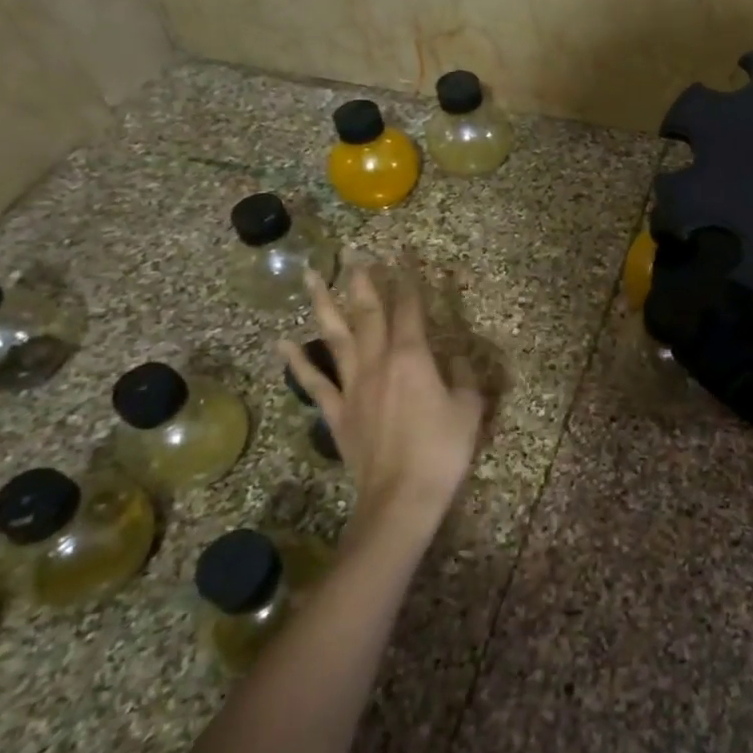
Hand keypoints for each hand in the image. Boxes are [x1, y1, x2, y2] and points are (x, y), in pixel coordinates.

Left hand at [279, 266, 483, 541]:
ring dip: (323, 305)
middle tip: (356, 256)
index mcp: (413, 358)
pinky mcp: (337, 413)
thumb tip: (455, 358)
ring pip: (335, 338)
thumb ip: (462, 377)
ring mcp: (353, 387)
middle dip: (364, 282)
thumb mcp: (469, 409)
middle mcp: (378, 363)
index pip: (410, 308)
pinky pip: (314, 383)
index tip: (405, 255)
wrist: (401, 498)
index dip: (409, 279)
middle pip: (368, 314)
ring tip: (311, 277)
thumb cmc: (442, 451)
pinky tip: (283, 343)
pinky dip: (298, 361)